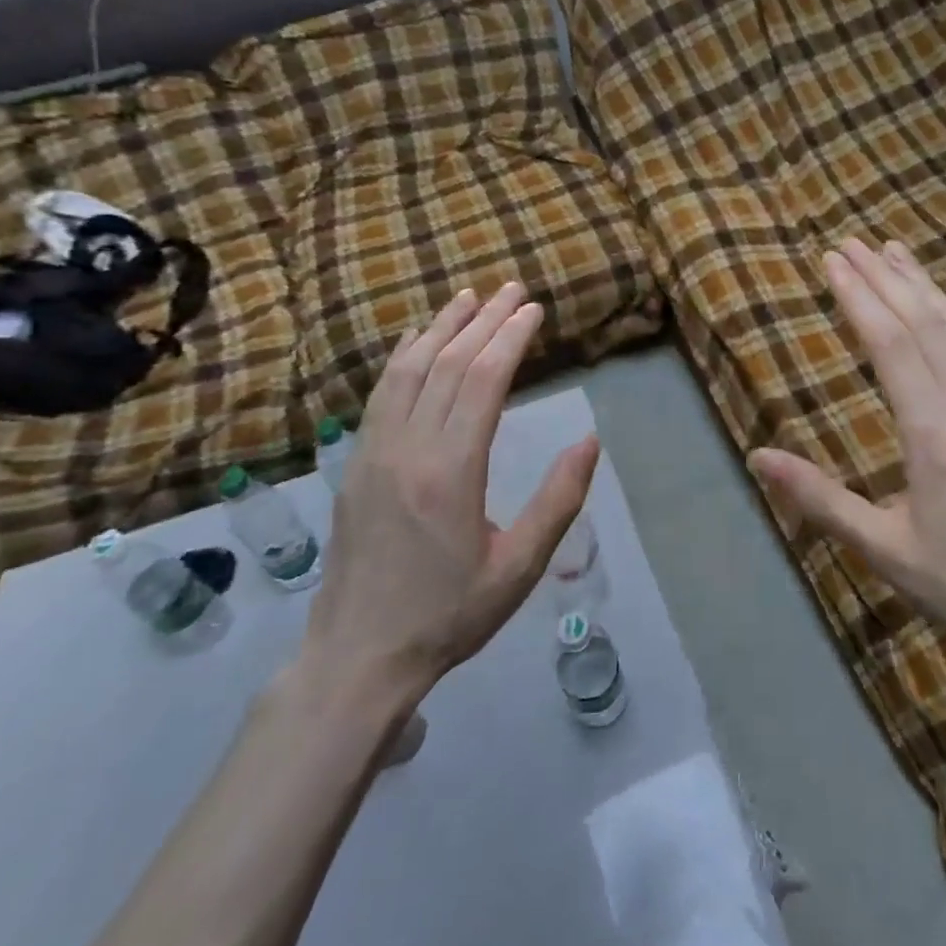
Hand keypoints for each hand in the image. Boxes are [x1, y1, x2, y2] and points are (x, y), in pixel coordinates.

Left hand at [297, 284, 599, 720]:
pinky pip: (380, 395)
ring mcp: (373, 454)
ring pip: (408, 371)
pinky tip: (415, 341)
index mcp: (450, 472)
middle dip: (484, 321)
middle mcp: (407, 449)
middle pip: (448, 365)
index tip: (534, 309)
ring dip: (440, 328)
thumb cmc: (449, 615)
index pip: (483, 382)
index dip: (510, 338)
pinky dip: (402, 357)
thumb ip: (557, 501)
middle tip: (512, 289)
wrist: (359, 657)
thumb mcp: (519, 568)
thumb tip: (590, 440)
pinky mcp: (355, 465)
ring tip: (468, 297)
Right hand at [749, 240, 945, 671]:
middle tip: (851, 244)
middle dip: (884, 278)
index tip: (833, 262)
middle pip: (924, 323)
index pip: (890, 344)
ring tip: (894, 252)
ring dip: (925, 286)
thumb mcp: (880, 547)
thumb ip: (818, 498)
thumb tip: (758, 456)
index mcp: (933, 436)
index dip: (859, 297)